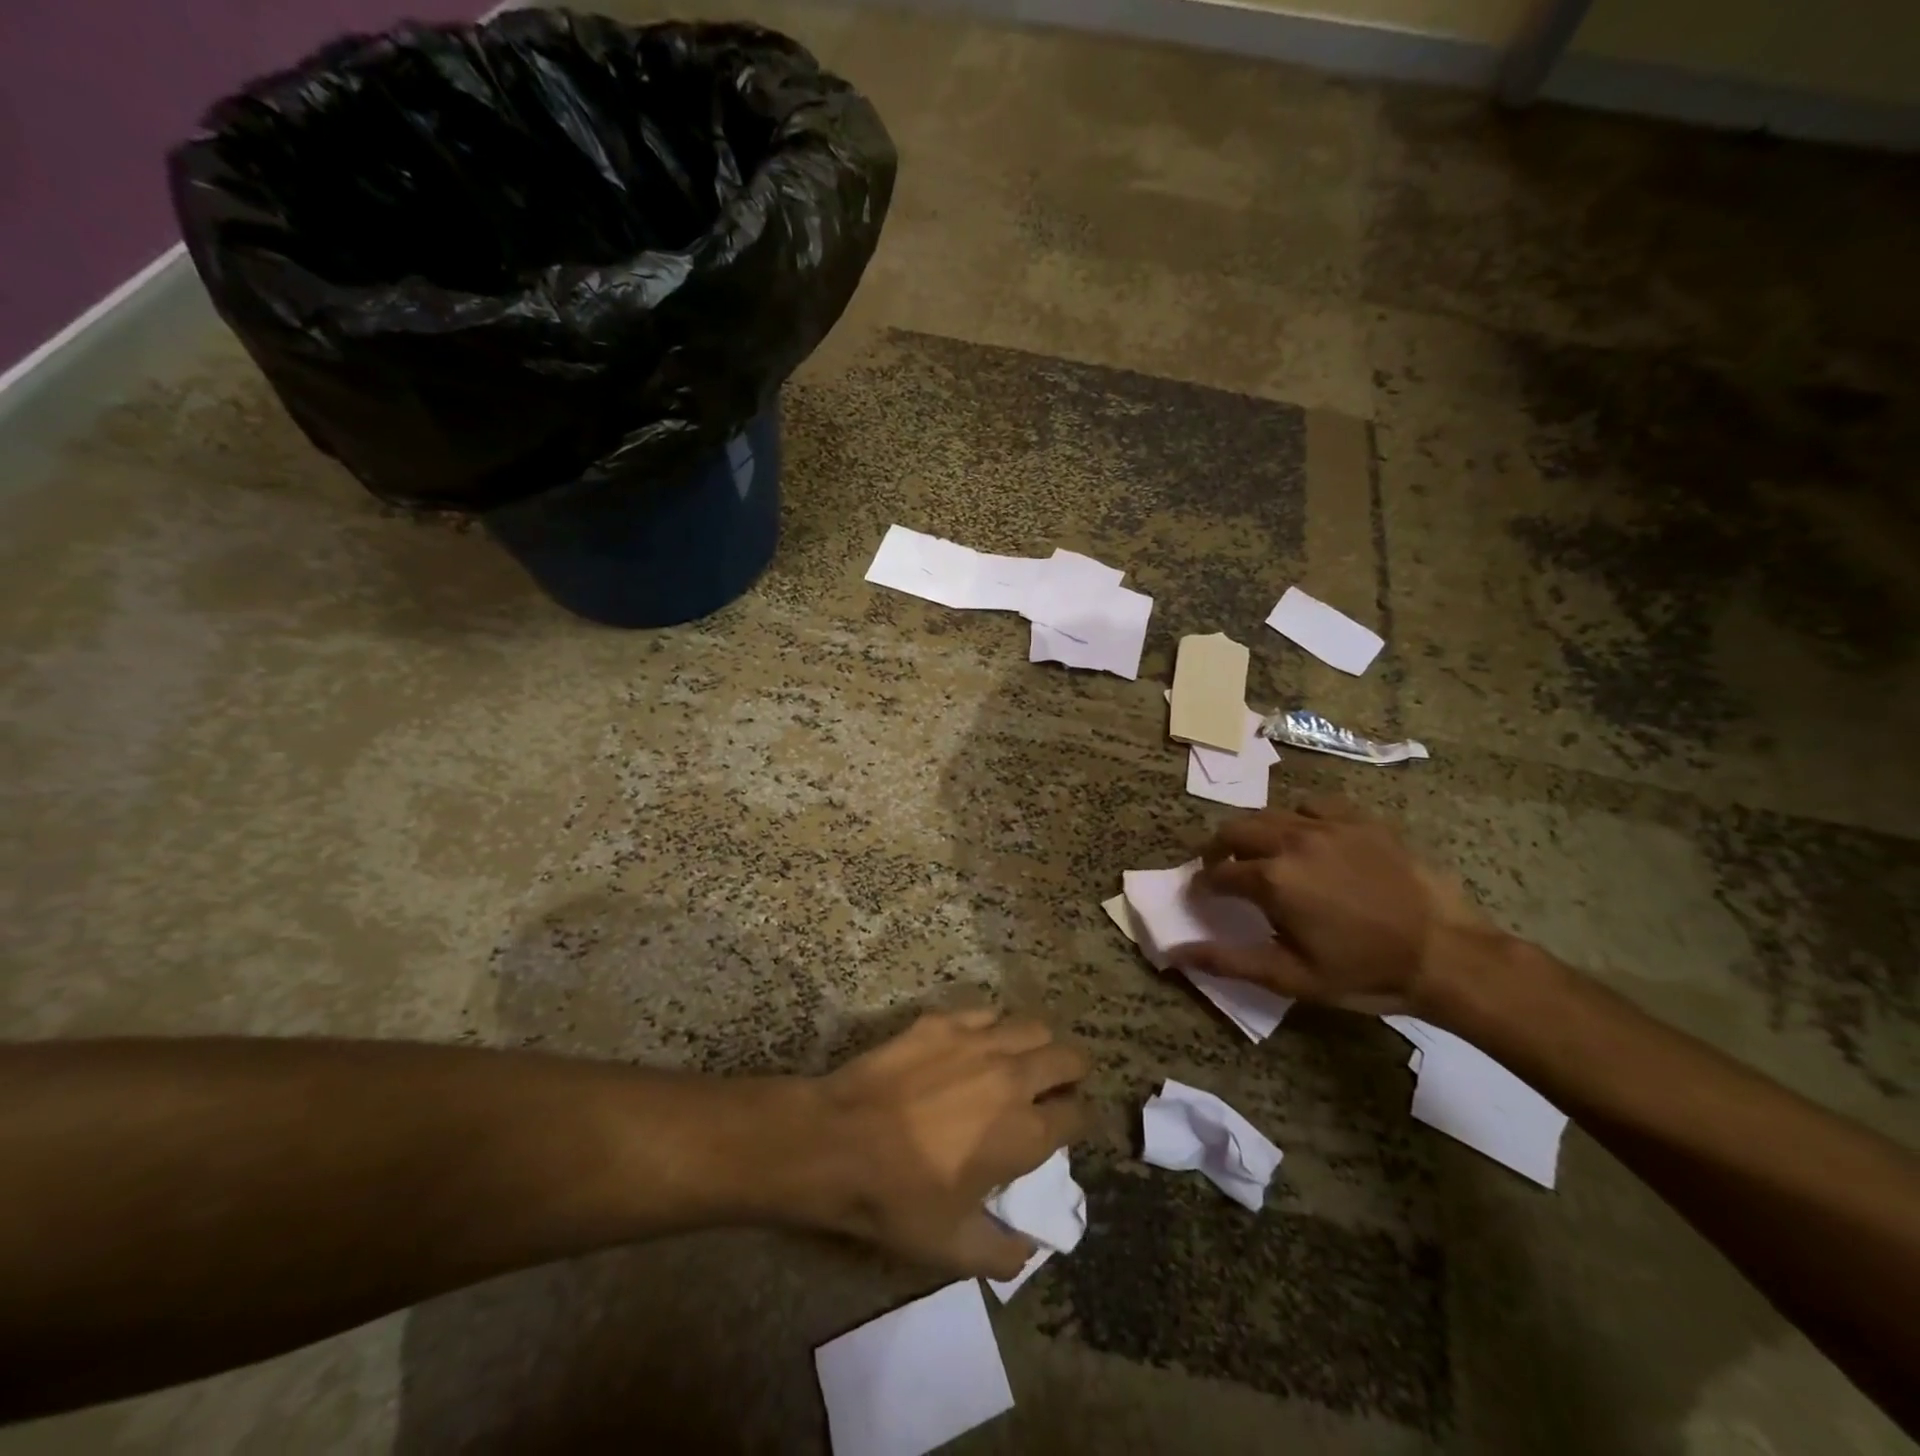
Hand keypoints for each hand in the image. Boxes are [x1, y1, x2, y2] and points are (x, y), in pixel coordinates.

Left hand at [792, 1009, 1088, 1278]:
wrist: (836, 1142)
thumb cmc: (896, 1199)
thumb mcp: (952, 1249)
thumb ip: (1003, 1254)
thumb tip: (1029, 1248)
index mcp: (1024, 1133)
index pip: (1078, 1115)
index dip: (1076, 1122)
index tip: (1064, 1128)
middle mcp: (1013, 1077)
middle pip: (1068, 1058)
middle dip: (1071, 1074)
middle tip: (1053, 1089)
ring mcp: (978, 1041)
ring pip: (1033, 1027)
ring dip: (1037, 1046)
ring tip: (1019, 1062)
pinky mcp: (944, 1021)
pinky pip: (986, 1012)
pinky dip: (992, 1027)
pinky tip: (975, 1045)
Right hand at [1172, 797, 1489, 1015]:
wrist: (1447, 955)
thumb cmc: (1364, 972)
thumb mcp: (1292, 978)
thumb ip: (1228, 961)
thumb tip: (1175, 953)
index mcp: (1272, 879)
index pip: (1217, 873)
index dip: (1203, 885)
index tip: (1203, 896)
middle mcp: (1292, 841)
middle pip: (1234, 830)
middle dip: (1218, 849)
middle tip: (1222, 871)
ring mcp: (1328, 826)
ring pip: (1270, 813)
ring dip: (1254, 833)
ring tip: (1262, 853)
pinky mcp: (1361, 820)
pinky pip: (1315, 805)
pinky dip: (1299, 818)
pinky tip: (1308, 837)